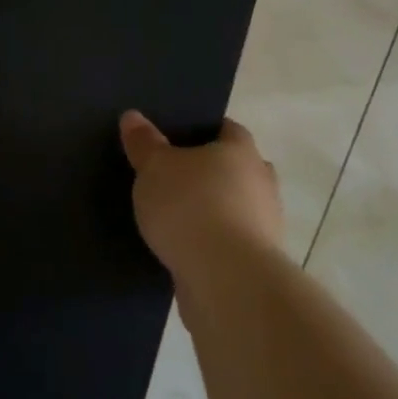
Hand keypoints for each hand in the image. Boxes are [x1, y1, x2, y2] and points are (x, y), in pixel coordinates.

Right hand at [119, 112, 282, 278]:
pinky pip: (229, 241)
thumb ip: (144, 143)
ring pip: (234, 207)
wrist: (226, 281)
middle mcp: (261, 183)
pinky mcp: (256, 263)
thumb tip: (132, 117)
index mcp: (241, 151)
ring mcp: (264, 225)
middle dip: (208, 172)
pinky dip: (210, 242)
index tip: (175, 139)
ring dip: (212, 210)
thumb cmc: (191, 207)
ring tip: (173, 216)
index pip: (227, 129)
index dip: (202, 131)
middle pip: (235, 169)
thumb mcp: (154, 168)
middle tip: (173, 176)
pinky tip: (183, 247)